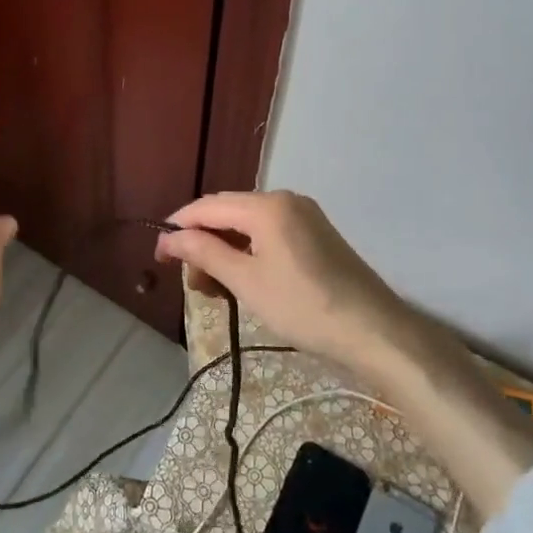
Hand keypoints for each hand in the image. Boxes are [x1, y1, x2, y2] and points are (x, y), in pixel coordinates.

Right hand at [154, 191, 409, 377]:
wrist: (375, 332)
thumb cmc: (304, 307)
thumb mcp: (246, 282)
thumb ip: (205, 253)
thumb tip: (169, 238)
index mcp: (267, 205)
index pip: (208, 207)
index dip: (179, 228)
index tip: (158, 256)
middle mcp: (286, 200)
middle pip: (228, 213)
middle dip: (203, 244)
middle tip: (192, 284)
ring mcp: (305, 216)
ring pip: (248, 226)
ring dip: (225, 252)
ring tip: (215, 291)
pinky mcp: (317, 236)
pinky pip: (270, 235)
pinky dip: (249, 255)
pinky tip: (243, 282)